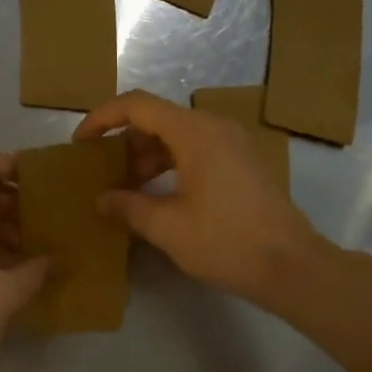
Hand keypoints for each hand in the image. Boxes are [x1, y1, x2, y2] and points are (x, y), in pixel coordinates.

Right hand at [73, 90, 325, 304]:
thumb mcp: (167, 227)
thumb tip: (101, 199)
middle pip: (158, 119)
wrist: (291, 265)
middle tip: (102, 173)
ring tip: (126, 188)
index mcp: (195, 132)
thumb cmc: (226, 242)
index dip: (102, 118)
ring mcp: (233, 143)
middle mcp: (215, 127)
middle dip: (124, 142)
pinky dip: (171, 164)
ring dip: (148, 156)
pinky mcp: (243, 163)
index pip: (137, 105)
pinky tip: (158, 194)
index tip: (80, 143)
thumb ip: (128, 206)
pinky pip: (197, 150)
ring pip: (178, 136)